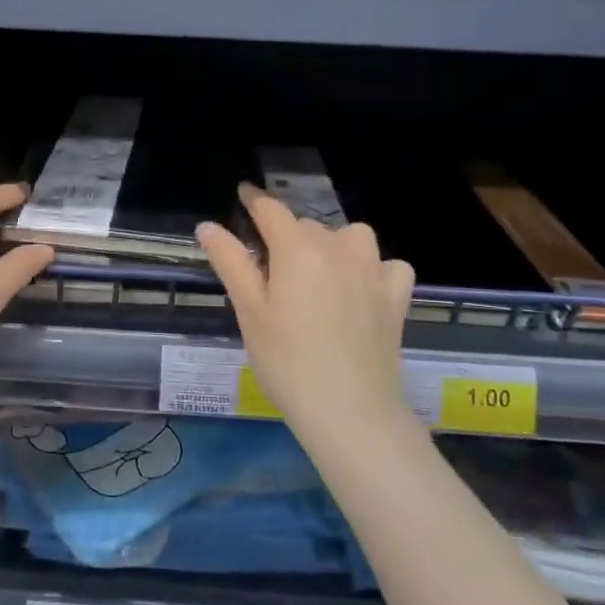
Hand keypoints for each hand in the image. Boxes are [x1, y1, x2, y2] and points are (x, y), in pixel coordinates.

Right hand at [196, 185, 414, 427]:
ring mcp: (373, 269)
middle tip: (270, 270)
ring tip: (316, 275)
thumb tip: (207, 226)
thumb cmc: (286, 360)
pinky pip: (386, 265)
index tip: (243, 194)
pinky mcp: (396, 295)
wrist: (350, 409)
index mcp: (297, 247)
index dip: (253, 200)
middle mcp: (338, 246)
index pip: (270, 209)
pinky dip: (373, 269)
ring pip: (348, 237)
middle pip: (306, 226)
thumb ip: (230, 261)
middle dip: (286, 237)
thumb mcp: (249, 310)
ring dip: (331, 246)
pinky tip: (362, 289)